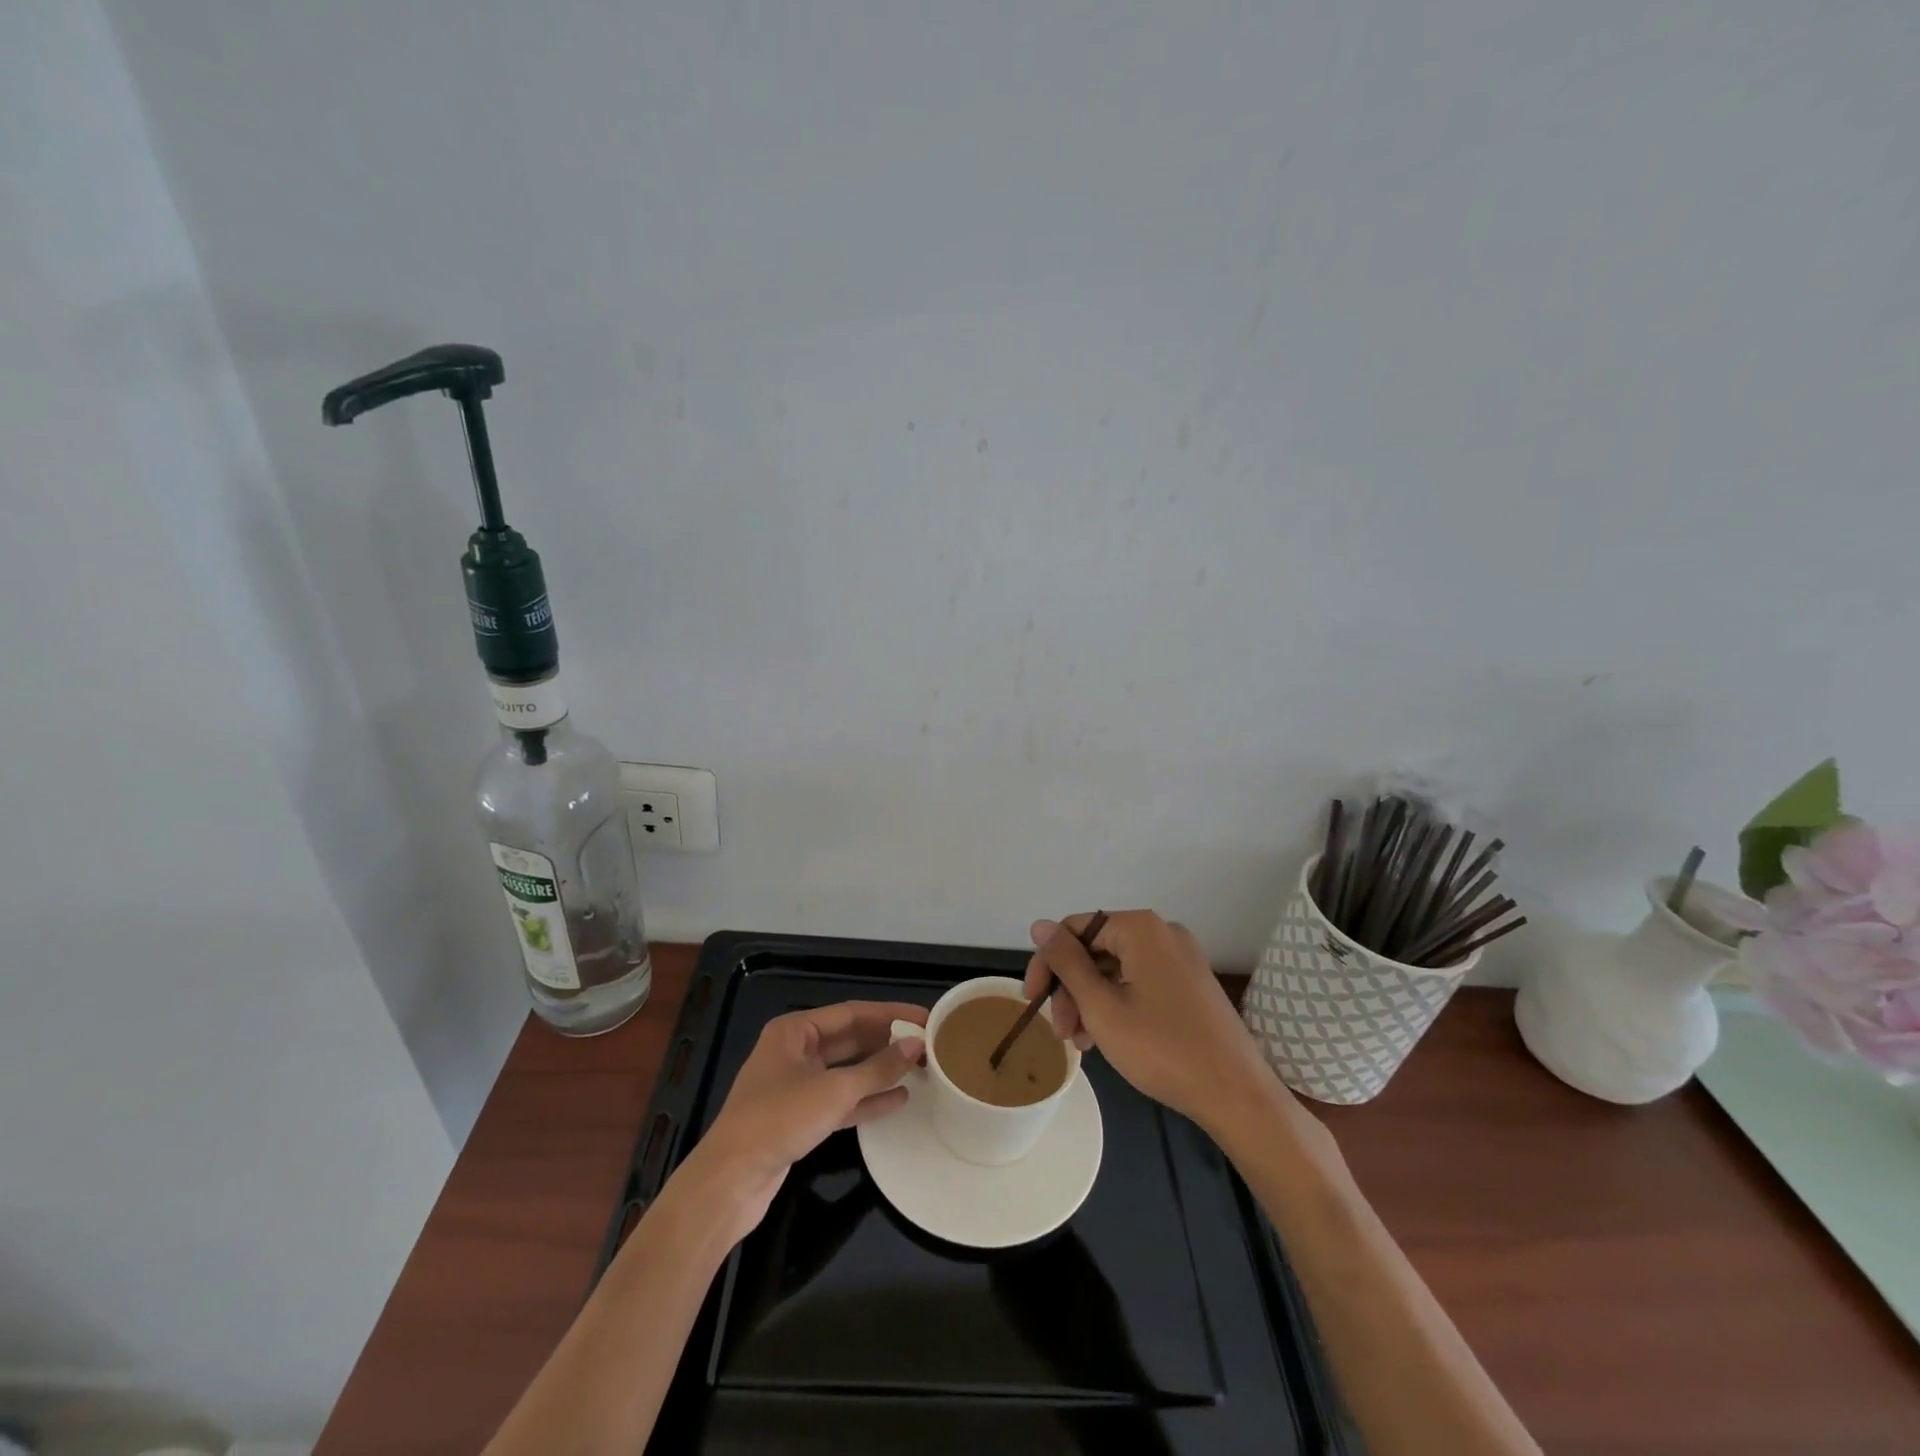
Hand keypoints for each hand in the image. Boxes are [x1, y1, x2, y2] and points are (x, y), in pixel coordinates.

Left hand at [679, 1001, 926, 1243]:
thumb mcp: (834, 1091)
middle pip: (850, 1040)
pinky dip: (866, 1099)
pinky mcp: (799, 1118)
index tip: (925, 1018)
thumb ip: (877, 1068)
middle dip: (887, 1043)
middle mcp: (795, 1051)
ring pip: (847, 1071)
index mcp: (795, 1030)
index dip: (891, 1014)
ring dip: (880, 1071)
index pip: (852, 1013)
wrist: (729, 1182)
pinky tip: (898, 1100)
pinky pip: (840, 1100)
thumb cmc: (778, 1120)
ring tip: (920, 1070)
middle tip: (928, 1045)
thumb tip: (916, 1046)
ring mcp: (796, 1085)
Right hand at [1023, 911, 1277, 1127]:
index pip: (1074, 929)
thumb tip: (1040, 925)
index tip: (1032, 1001)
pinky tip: (1106, 1038)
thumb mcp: (1101, 1006)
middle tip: (1062, 1033)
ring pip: (1116, 969)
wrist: (1236, 1094)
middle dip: (1071, 989)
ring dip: (1091, 1001)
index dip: (1047, 963)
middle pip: (1096, 949)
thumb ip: (1066, 962)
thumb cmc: (1162, 1048)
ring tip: (1081, 1044)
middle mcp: (1162, 933)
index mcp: (1141, 928)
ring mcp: (1181, 958)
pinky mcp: (1191, 984)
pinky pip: (1140, 982)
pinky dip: (1117, 1004)